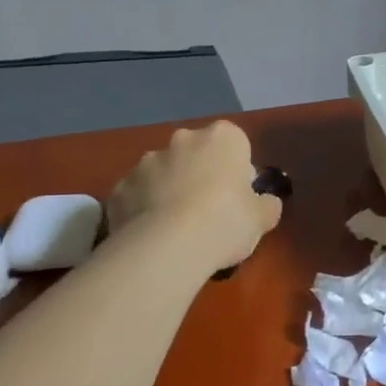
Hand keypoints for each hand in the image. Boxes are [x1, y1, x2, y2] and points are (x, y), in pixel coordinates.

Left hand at [105, 122, 282, 273]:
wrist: (165, 248)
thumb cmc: (224, 222)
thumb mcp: (262, 219)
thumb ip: (266, 205)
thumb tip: (266, 203)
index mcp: (222, 138)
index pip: (235, 143)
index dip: (237, 170)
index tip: (237, 197)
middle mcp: (183, 140)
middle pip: (196, 153)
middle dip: (200, 174)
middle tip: (208, 212)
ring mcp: (146, 162)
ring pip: (164, 172)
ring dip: (169, 190)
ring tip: (176, 230)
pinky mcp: (119, 187)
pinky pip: (137, 195)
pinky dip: (143, 209)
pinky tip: (151, 237)